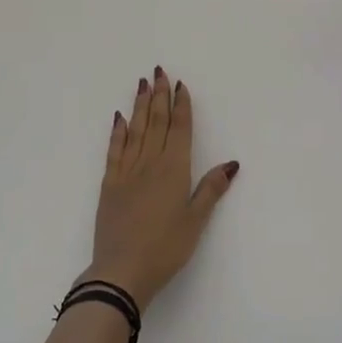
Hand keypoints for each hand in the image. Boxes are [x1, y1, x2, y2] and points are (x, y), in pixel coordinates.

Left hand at [83, 68, 237, 312]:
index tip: (181, 85)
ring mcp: (127, 171)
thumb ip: (211, 189)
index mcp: (174, 170)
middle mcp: (150, 163)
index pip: (179, 130)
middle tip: (160, 71)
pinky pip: (115, 149)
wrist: (121, 270)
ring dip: (141, 105)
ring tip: (143, 84)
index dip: (181, 106)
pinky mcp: (109, 183)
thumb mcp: (195, 221)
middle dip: (160, 96)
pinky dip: (118, 131)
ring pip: (136, 130)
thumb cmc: (165, 248)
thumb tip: (232, 163)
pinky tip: (119, 118)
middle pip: (157, 123)